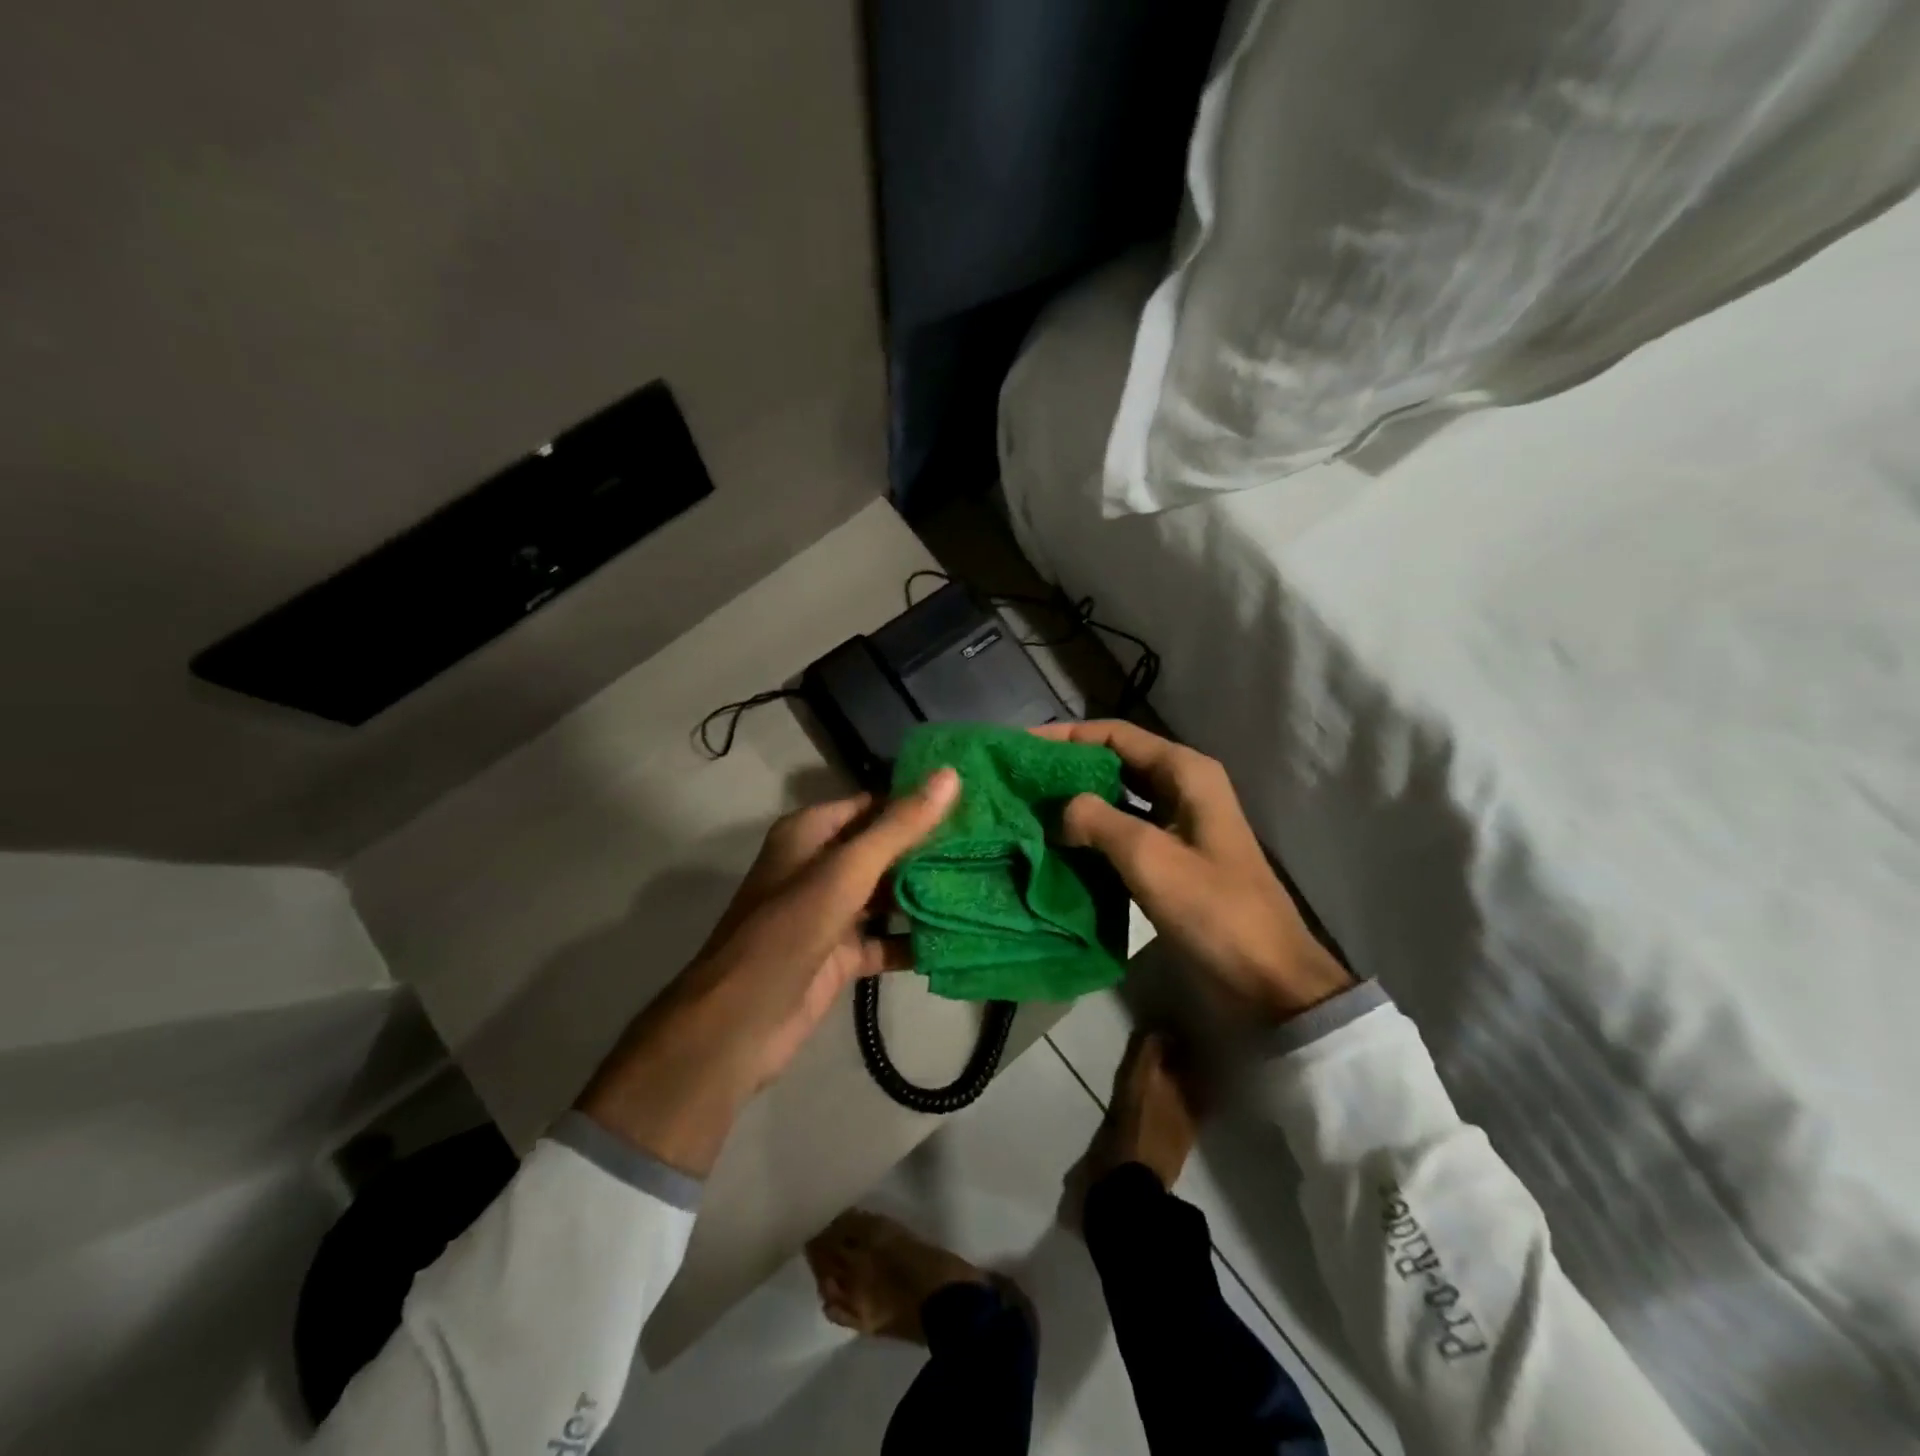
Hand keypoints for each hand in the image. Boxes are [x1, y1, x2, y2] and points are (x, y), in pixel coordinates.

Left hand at [578, 769, 959, 1177]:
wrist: (739, 1025)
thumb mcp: (846, 871)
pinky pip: (887, 939)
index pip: (875, 805)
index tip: (974, 803)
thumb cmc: (788, 931)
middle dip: (931, 850)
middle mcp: (820, 867)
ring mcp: (831, 914)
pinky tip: (960, 936)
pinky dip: (915, 939)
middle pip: (885, 850)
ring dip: (928, 894)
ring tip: (988, 883)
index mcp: (811, 834)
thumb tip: (950, 775)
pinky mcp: (842, 955)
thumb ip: (899, 826)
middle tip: (992, 844)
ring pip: (888, 895)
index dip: (919, 803)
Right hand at [1032, 721, 1351, 1023]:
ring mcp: (1177, 824)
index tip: (1021, 745)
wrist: (1267, 979)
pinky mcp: (1170, 858)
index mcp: (1185, 772)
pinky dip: (1091, 833)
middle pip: (1115, 761)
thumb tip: (1057, 810)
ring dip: (1076, 801)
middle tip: (1019, 779)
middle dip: (1067, 767)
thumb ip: (1097, 820)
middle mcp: (1182, 788)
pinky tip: (1058, 844)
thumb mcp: (1150, 857)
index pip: (1116, 735)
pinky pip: (1122, 832)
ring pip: (1117, 798)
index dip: (1067, 735)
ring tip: (1029, 809)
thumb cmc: (1213, 909)